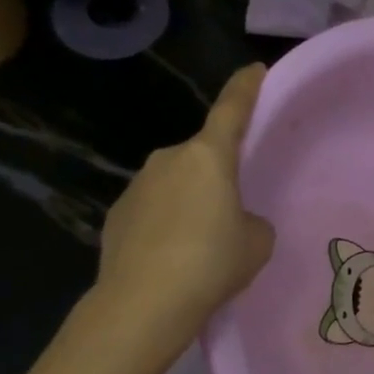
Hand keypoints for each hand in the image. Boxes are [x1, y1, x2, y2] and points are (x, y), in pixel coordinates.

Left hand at [92, 64, 274, 331]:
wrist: (144, 303)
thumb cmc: (212, 263)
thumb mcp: (256, 242)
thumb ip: (252, 221)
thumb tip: (234, 221)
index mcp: (209, 157)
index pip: (232, 110)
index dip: (246, 88)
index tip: (255, 69)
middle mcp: (169, 160)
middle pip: (203, 156)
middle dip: (218, 175)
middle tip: (233, 211)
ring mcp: (137, 185)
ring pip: (176, 184)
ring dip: (191, 201)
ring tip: (202, 244)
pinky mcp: (117, 214)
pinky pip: (153, 209)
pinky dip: (166, 224)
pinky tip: (172, 257)